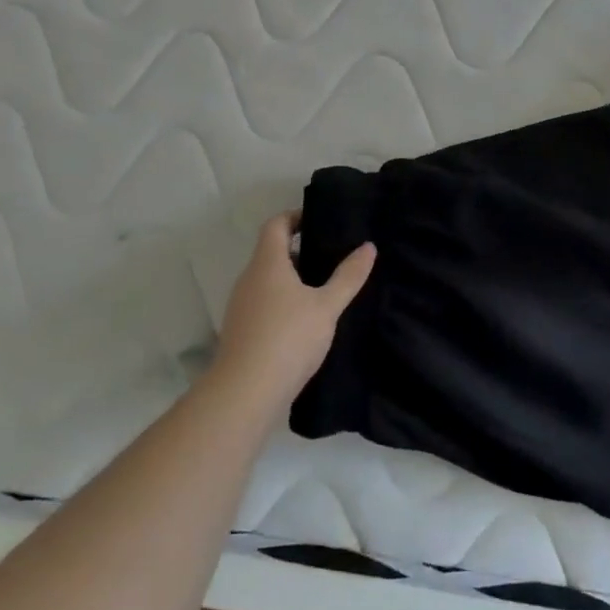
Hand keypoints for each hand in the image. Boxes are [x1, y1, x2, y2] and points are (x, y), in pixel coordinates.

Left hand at [212, 213, 375, 408]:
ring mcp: (241, 306)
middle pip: (272, 252)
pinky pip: (264, 303)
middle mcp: (249, 279)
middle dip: (301, 251)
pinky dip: (284, 302)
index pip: (276, 225)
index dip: (296, 216)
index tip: (320, 220)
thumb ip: (348, 276)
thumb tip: (368, 247)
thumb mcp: (327, 306)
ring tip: (325, 288)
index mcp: (267, 263)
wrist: (244, 393)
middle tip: (332, 255)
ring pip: (268, 280)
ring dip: (293, 279)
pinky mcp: (242, 331)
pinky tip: (307, 321)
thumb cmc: (288, 338)